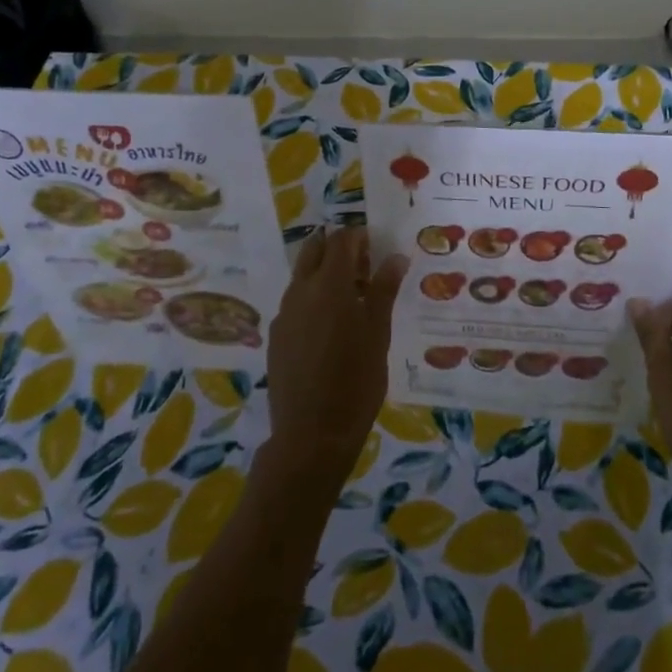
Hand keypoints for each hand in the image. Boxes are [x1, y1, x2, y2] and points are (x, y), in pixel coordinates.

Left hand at [262, 226, 406, 486]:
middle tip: (363, 268)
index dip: (359, 237)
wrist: (311, 434)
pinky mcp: (276, 336)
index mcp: (329, 285)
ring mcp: (284, 313)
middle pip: (315, 249)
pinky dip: (312, 299)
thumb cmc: (356, 382)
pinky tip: (330, 327)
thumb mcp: (378, 334)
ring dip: (324, 273)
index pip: (342, 240)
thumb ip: (384, 291)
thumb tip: (395, 257)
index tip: (376, 248)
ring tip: (351, 299)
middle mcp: (301, 291)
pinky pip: (295, 302)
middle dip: (337, 249)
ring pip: (302, 275)